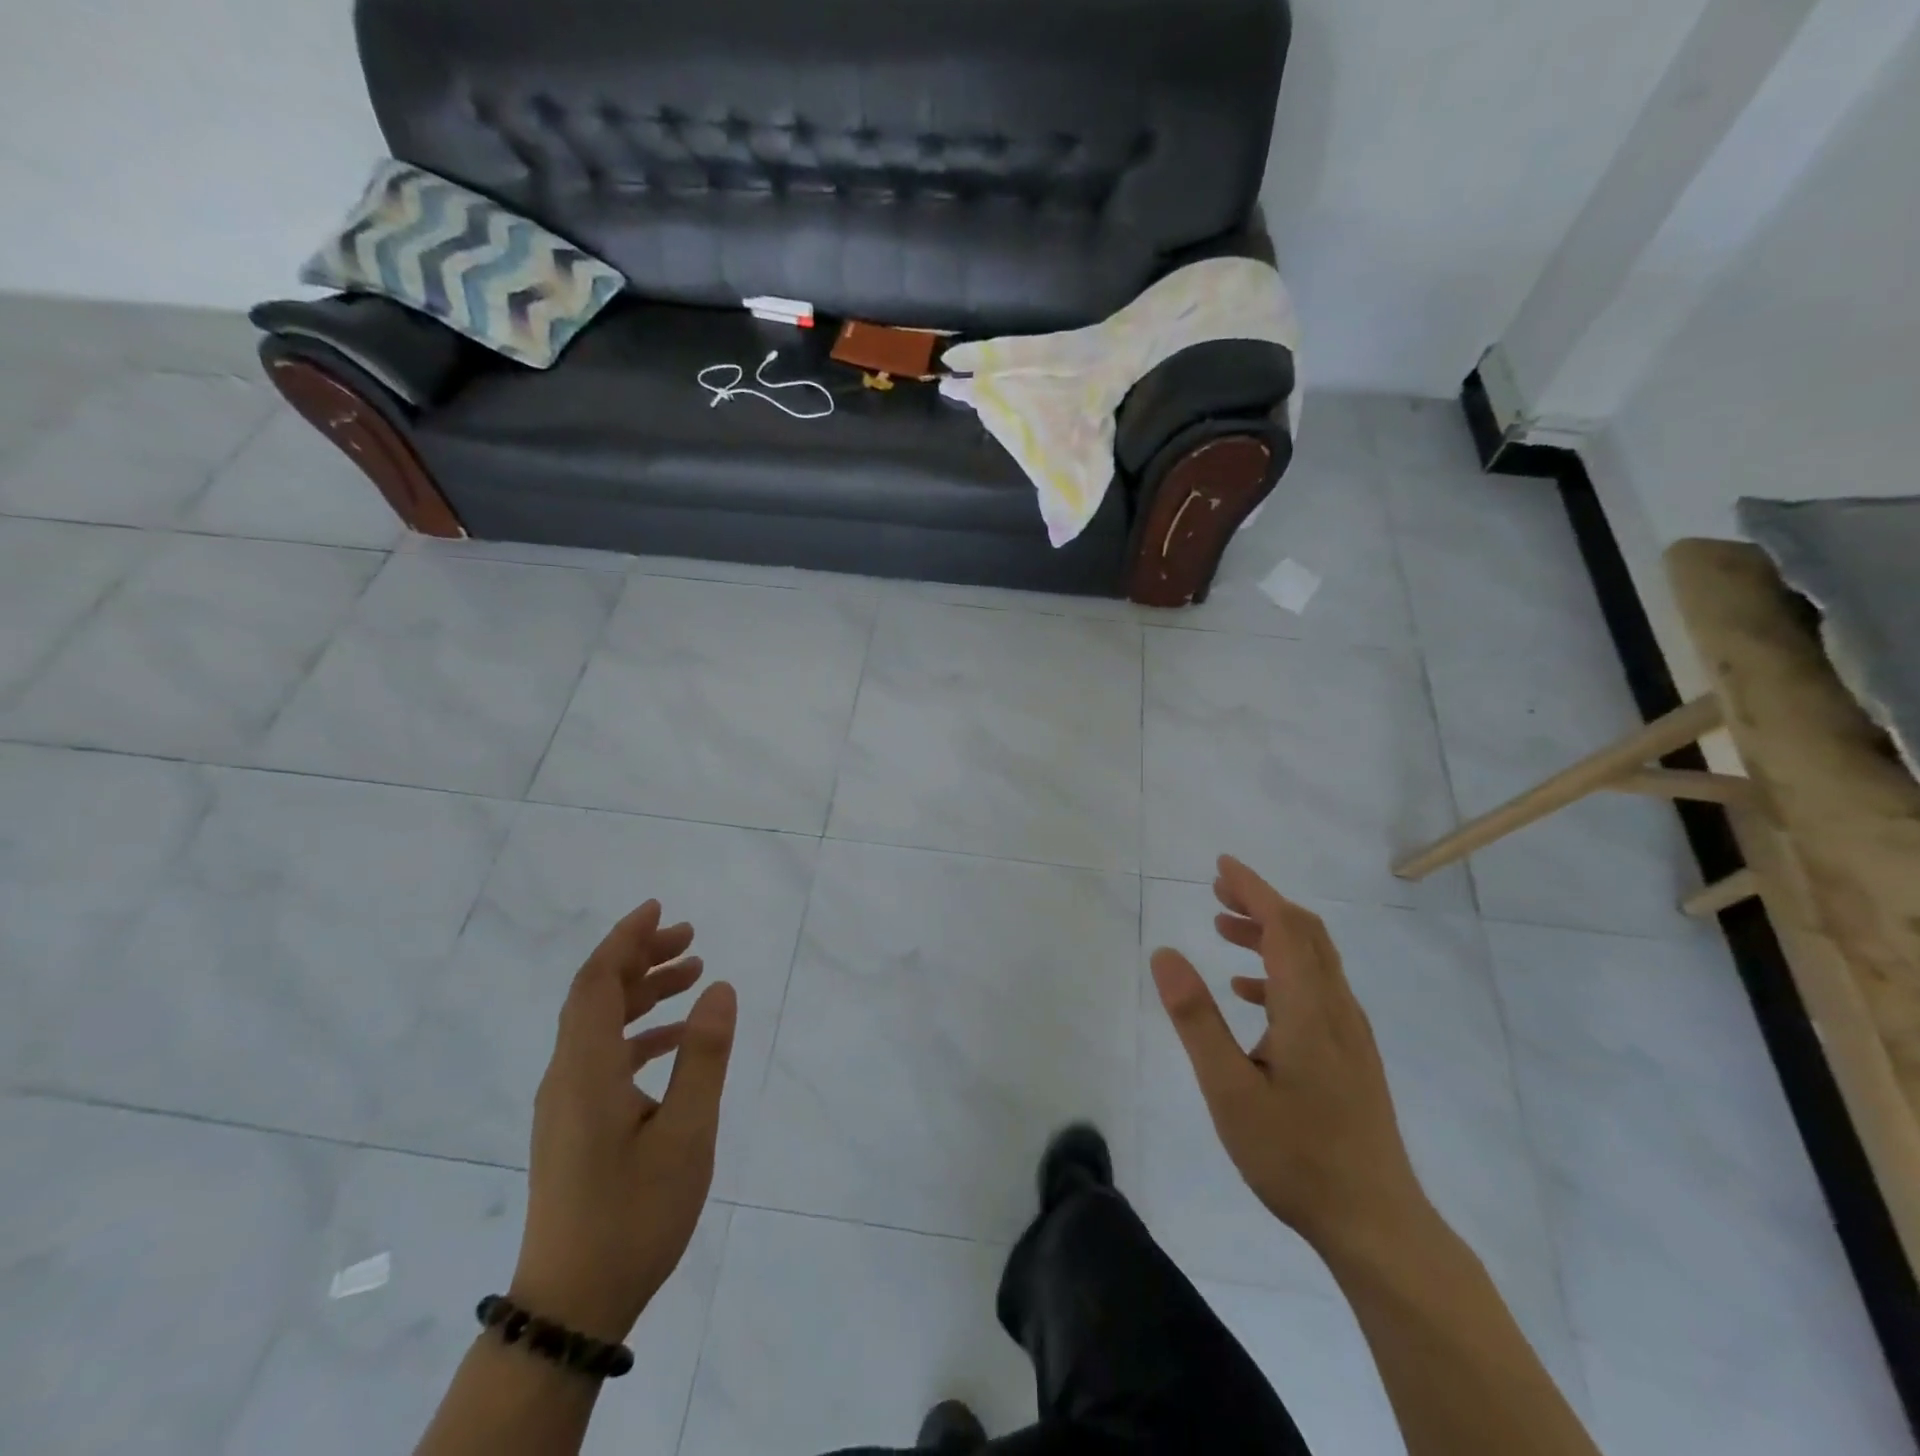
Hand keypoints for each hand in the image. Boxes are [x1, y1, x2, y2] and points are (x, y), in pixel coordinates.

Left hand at [509, 901, 736, 1343]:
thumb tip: (720, 988)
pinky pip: (602, 1055)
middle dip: (640, 957)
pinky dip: (639, 1032)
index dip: (625, 938)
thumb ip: (704, 1056)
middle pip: (596, 995)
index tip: (659, 908)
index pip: (597, 981)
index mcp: (586, 1070)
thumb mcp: (687, 1132)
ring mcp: (565, 1103)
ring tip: (693, 975)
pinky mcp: (572, 1125)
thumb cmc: (634, 1214)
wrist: (573, 1304)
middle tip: (691, 939)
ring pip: (599, 1024)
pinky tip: (676, 1041)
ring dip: (642, 993)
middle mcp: (566, 1076)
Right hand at [1150, 856, 1427, 1255]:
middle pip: (1305, 933)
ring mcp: (1350, 1034)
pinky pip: (1316, 989)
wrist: (1377, 1224)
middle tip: (1218, 891)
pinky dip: (1281, 971)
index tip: (1221, 865)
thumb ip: (1196, 1018)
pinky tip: (1249, 994)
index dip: (1254, 889)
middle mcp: (1336, 1009)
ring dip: (1270, 934)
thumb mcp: (1228, 1089)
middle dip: (1261, 903)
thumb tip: (1165, 953)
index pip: (1284, 925)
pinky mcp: (1352, 1057)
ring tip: (1224, 931)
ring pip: (1313, 960)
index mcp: (1309, 1008)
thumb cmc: (1296, 1155)